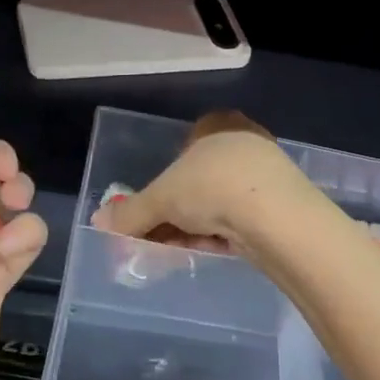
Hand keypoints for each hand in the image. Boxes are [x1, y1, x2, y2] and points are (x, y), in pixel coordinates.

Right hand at [90, 109, 303, 252]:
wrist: (277, 218)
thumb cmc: (213, 187)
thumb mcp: (161, 199)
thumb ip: (131, 211)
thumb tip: (99, 221)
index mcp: (219, 126)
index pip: (187, 144)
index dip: (167, 178)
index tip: (154, 205)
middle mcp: (245, 144)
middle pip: (201, 180)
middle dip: (177, 211)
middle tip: (157, 237)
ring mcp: (267, 177)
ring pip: (220, 204)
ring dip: (195, 227)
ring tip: (175, 252)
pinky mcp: (281, 209)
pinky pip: (240, 221)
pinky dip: (219, 236)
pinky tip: (205, 253)